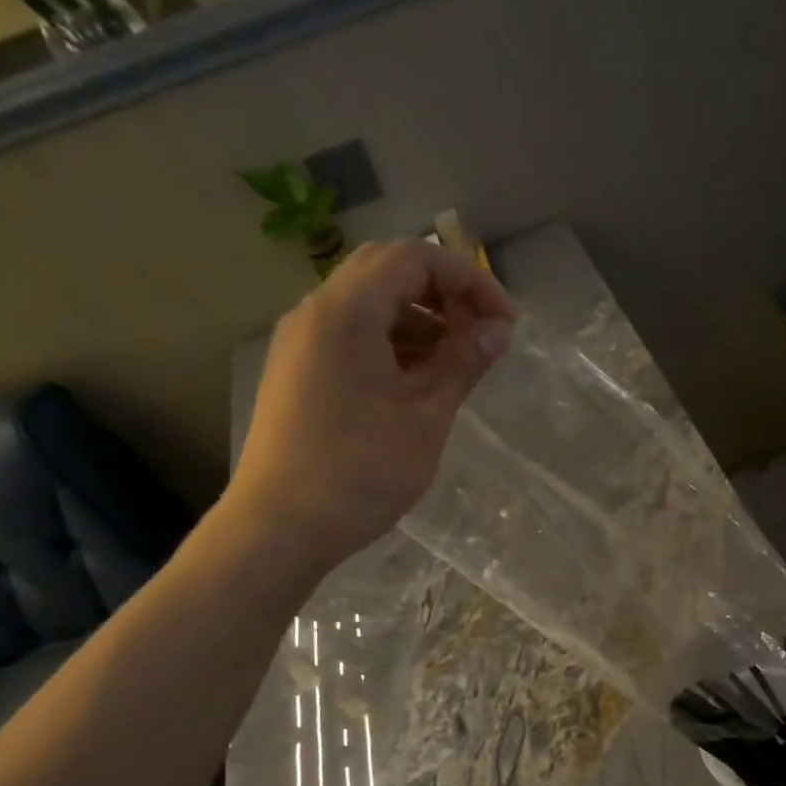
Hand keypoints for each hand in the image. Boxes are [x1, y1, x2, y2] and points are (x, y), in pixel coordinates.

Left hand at [226, 239, 516, 572]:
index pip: (414, 258)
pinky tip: (419, 384)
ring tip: (457, 364)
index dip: (469, 279)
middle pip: (388, 273)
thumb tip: (499, 330)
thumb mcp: (425, 416)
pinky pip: (351, 337)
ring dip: (420, 322)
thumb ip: (464, 363)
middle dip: (444, 296)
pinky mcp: (298, 373)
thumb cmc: (360, 471)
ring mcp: (301, 343)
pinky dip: (392, 345)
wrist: (280, 527)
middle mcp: (316, 313)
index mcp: (346, 311)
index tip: (506, 322)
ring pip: (369, 307)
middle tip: (482, 334)